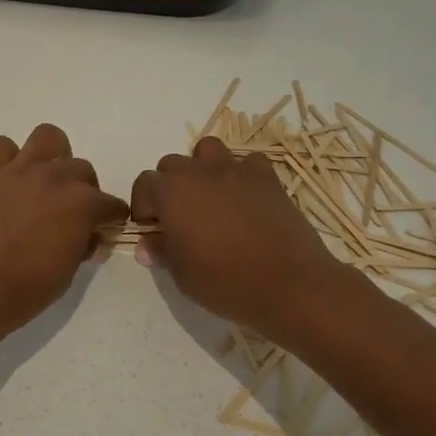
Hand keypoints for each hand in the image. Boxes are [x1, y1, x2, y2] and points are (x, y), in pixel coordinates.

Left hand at [0, 124, 128, 336]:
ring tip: (41, 183)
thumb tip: (88, 237)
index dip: (109, 220)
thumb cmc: (24, 290)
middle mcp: (55, 177)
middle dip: (82, 189)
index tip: (100, 232)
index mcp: (82, 204)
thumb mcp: (68, 273)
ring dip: (51, 158)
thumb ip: (82, 245)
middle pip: (82, 169)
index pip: (112, 205)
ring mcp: (19, 170)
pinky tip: (5, 183)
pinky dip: (7, 159)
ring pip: (48, 137)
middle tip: (68, 213)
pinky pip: (2, 146)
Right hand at [130, 136, 364, 339]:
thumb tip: (146, 246)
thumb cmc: (227, 282)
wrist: (292, 285)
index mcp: (171, 192)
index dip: (143, 207)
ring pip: (208, 150)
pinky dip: (242, 174)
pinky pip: (248, 162)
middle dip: (169, 186)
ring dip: (202, 168)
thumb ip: (161, 253)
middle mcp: (199, 172)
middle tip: (180, 218)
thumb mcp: (182, 275)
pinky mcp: (267, 177)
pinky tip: (245, 198)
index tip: (153, 231)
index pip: (143, 184)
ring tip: (210, 198)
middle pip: (172, 164)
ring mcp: (236, 170)